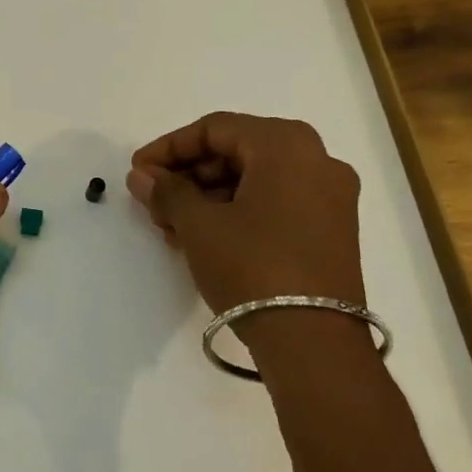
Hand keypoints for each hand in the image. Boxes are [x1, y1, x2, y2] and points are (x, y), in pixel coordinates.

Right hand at [126, 112, 363, 314]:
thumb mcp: (199, 224)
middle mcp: (317, 160)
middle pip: (236, 151)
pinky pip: (274, 203)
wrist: (314, 343)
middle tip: (153, 200)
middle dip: (188, 175)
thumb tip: (141, 176)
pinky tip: (202, 237)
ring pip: (254, 180)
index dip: (169, 148)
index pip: (215, 129)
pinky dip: (236, 212)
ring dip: (207, 196)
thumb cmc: (252, 266)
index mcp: (287, 145)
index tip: (139, 171)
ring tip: (171, 226)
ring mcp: (330, 197)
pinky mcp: (332, 231)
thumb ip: (166, 191)